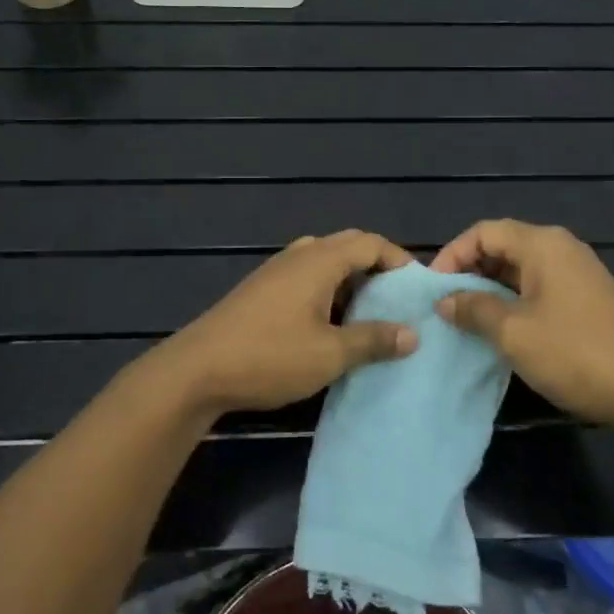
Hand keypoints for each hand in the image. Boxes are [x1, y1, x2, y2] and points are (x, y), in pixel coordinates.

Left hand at [154, 230, 418, 415]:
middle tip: (396, 299)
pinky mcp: (260, 289)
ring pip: (324, 261)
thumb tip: (412, 334)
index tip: (417, 288)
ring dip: (350, 280)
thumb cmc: (269, 356)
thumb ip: (372, 340)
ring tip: (367, 313)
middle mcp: (298, 255)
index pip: (370, 243)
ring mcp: (275, 270)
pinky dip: (327, 290)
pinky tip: (328, 324)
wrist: (196, 370)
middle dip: (376, 267)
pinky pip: (305, 276)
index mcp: (319, 260)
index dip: (398, 260)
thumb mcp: (329, 354)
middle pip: (347, 246)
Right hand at [432, 220, 613, 426]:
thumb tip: (445, 300)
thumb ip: (474, 309)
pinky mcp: (587, 299)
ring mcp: (578, 274)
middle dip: (470, 271)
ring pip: (520, 270)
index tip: (433, 289)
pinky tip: (502, 330)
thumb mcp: (513, 332)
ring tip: (466, 319)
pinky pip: (539, 288)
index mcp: (542, 244)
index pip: (484, 232)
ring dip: (490, 290)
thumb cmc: (574, 353)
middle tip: (446, 305)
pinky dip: (514, 301)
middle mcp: (561, 249)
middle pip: (503, 246)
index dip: (452, 254)